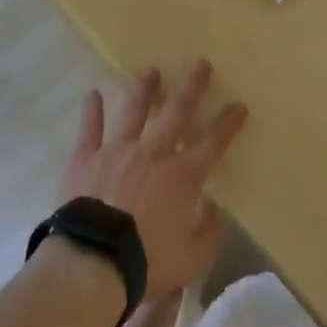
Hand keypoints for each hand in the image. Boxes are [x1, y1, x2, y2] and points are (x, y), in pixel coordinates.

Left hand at [60, 60, 247, 299]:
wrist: (93, 263)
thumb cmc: (148, 262)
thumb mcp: (193, 258)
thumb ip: (209, 231)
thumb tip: (214, 208)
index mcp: (183, 175)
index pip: (214, 142)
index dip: (229, 122)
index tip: (240, 104)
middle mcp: (154, 152)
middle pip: (177, 112)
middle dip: (192, 86)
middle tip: (201, 63)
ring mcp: (118, 150)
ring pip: (134, 111)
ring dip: (143, 89)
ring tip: (150, 70)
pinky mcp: (86, 158)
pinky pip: (90, 129)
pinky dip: (92, 110)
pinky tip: (92, 93)